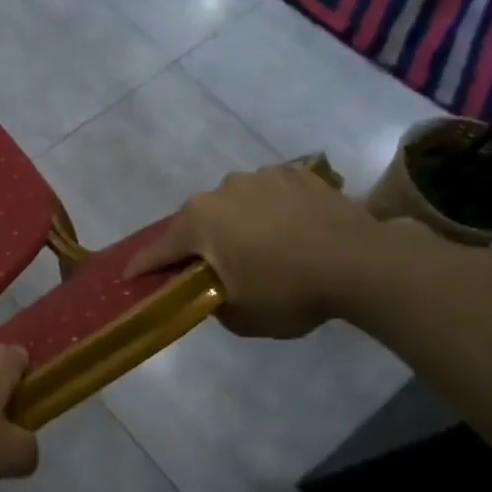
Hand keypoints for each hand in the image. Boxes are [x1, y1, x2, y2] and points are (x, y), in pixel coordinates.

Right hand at [124, 164, 388, 337]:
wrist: (362, 263)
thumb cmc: (290, 292)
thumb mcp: (241, 317)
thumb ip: (211, 303)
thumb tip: (211, 291)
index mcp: (199, 222)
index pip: (159, 250)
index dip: (142, 267)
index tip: (129, 278)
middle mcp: (220, 191)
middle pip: (196, 222)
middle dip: (197, 243)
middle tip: (209, 267)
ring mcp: (260, 177)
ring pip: (233, 204)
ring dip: (235, 223)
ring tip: (258, 246)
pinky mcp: (296, 174)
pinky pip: (269, 194)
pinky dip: (269, 211)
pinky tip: (288, 229)